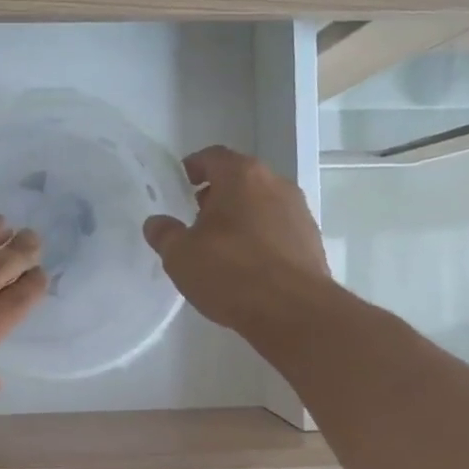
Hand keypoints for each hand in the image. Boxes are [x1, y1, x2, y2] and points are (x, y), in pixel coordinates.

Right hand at [142, 146, 332, 333]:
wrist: (294, 312)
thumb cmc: (231, 272)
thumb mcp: (181, 255)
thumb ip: (164, 234)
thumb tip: (156, 223)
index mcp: (242, 176)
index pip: (213, 156)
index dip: (194, 166)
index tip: (182, 183)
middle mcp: (275, 184)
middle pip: (241, 178)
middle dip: (218, 193)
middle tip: (197, 215)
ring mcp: (299, 212)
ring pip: (262, 203)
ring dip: (241, 215)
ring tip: (221, 244)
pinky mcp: (312, 241)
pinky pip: (278, 228)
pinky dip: (261, 236)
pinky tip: (247, 265)